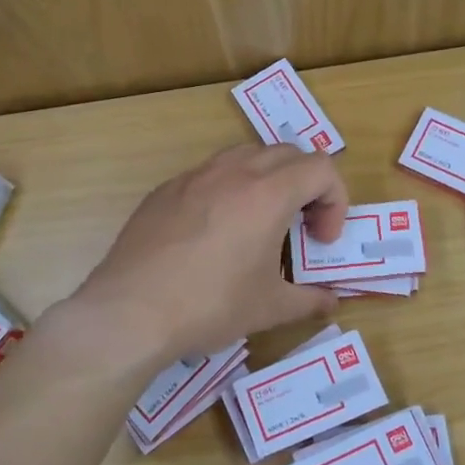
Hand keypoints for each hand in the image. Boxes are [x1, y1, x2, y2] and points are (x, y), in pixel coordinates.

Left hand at [69, 145, 348, 366]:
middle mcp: (232, 172)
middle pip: (287, 154)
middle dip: (306, 185)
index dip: (335, 200)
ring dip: (266, 179)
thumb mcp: (269, 308)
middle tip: (300, 227)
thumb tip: (331, 302)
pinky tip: (213, 234)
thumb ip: (309, 300)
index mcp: (267, 194)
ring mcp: (193, 177)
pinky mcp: (164, 190)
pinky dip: (227, 190)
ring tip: (259, 223)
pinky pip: (208, 174)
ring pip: (244, 155)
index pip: (321, 168)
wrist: (129, 311)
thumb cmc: (209, 305)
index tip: (321, 239)